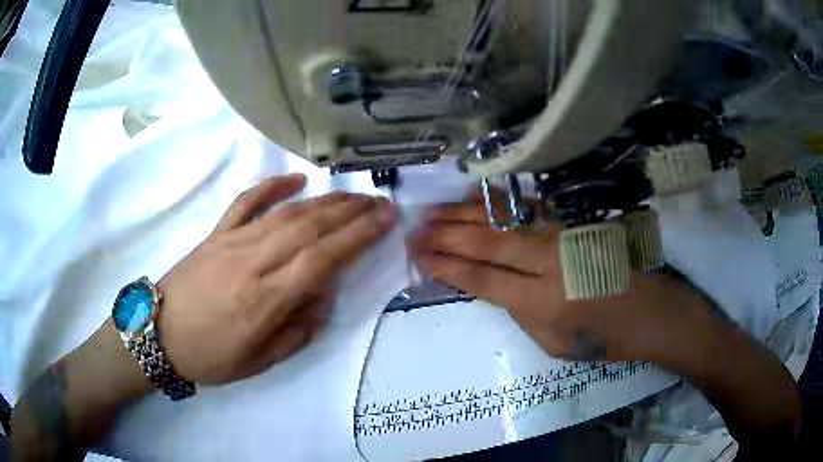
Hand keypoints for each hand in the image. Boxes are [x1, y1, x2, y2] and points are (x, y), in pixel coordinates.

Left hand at [157, 174, 395, 384]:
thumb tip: (323, 297)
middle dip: (350, 212)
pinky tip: (295, 179)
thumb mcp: (259, 362)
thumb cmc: (210, 356)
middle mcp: (252, 263)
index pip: (322, 260)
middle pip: (309, 228)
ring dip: (323, 201)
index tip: (385, 219)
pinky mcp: (216, 233)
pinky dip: (271, 186)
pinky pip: (246, 201)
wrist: (158, 334)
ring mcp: (231, 242)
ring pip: (285, 213)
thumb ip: (297, 331)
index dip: (358, 236)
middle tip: (379, 202)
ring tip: (352, 195)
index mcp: (265, 301)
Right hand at [409, 197, 712, 366]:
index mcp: (541, 301)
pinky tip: (475, 197)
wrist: (650, 312)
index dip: (447, 268)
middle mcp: (549, 262)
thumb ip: (520, 312)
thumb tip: (495, 286)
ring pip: (504, 220)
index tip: (420, 258)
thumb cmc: (603, 337)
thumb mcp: (553, 343)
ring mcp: (564, 235)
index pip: (481, 280)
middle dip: (446, 237)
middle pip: (486, 243)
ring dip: (464, 215)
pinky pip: (530, 207)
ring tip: (434, 213)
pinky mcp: (575, 222)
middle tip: (416, 231)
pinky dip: (499, 202)